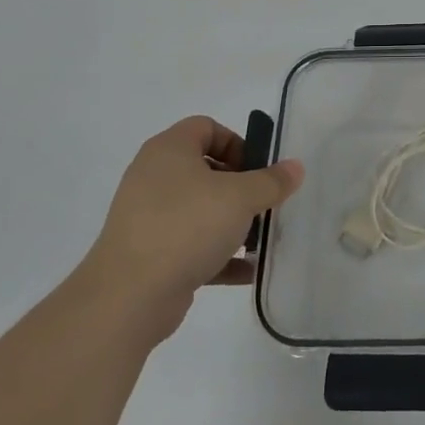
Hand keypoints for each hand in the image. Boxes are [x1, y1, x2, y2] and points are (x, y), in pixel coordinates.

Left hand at [84, 116, 303, 336]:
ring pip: (200, 210)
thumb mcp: (240, 198)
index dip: (237, 142)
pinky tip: (246, 271)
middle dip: (240, 188)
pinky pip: (191, 245)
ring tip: (259, 240)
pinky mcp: (149, 254)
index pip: (206, 127)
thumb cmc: (187, 227)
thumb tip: (295, 167)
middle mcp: (154, 177)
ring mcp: (148, 217)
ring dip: (232, 223)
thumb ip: (271, 181)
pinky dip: (218, 255)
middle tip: (263, 205)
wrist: (128, 296)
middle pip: (205, 169)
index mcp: (169, 150)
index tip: (258, 170)